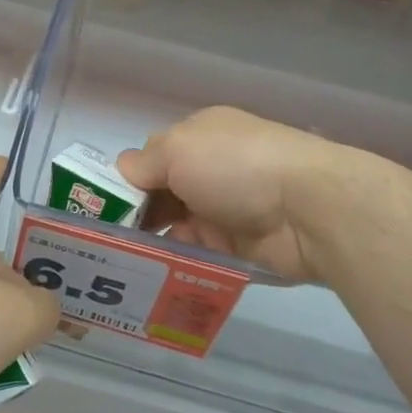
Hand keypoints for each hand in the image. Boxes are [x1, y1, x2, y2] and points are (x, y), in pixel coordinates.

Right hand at [117, 107, 360, 283]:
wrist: (309, 209)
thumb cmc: (235, 166)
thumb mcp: (177, 149)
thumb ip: (143, 163)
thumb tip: (123, 171)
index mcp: (200, 137)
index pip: (152, 157)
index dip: (128, 180)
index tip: (102, 206)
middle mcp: (211, 170)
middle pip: (161, 194)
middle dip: (134, 215)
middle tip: (103, 240)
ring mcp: (225, 209)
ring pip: (175, 227)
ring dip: (151, 242)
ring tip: (118, 262)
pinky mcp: (237, 247)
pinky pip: (196, 255)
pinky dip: (175, 263)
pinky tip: (148, 275)